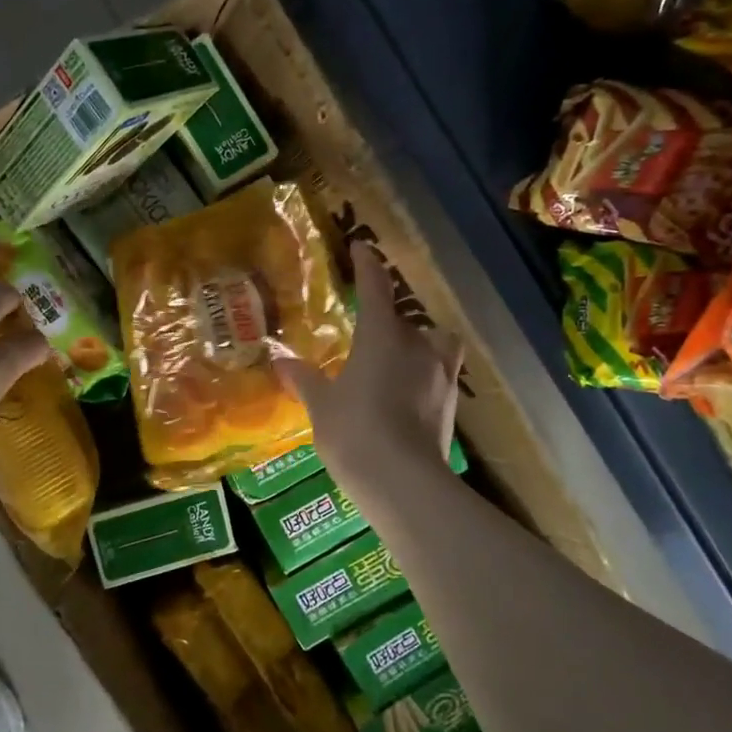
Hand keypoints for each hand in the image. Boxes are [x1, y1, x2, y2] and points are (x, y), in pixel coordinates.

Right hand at [277, 243, 462, 500]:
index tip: (362, 248)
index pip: (375, 288)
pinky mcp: (451, 405)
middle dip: (389, 320)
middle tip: (368, 334)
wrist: (404, 483)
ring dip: (418, 346)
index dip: (367, 265)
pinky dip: (424, 377)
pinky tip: (405, 397)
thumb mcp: (321, 405)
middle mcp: (417, 346)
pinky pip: (438, 375)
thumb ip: (304, 379)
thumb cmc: (354, 431)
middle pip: (406, 319)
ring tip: (396, 363)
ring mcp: (440, 375)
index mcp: (382, 336)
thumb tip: (280, 361)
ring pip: (434, 344)